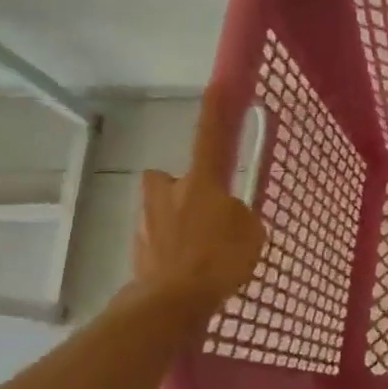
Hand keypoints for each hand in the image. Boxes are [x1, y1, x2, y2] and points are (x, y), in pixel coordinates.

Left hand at [132, 87, 265, 326]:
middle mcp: (167, 193)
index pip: (210, 137)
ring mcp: (146, 222)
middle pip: (167, 180)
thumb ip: (241, 217)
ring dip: (173, 224)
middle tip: (200, 211)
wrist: (171, 303)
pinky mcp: (136, 251)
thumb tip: (231, 216)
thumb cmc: (219, 259)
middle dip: (176, 189)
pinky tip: (185, 273)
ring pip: (159, 212)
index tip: (217, 85)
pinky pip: (156, 243)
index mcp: (200, 182)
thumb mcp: (251, 234)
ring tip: (196, 253)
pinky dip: (168, 253)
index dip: (216, 112)